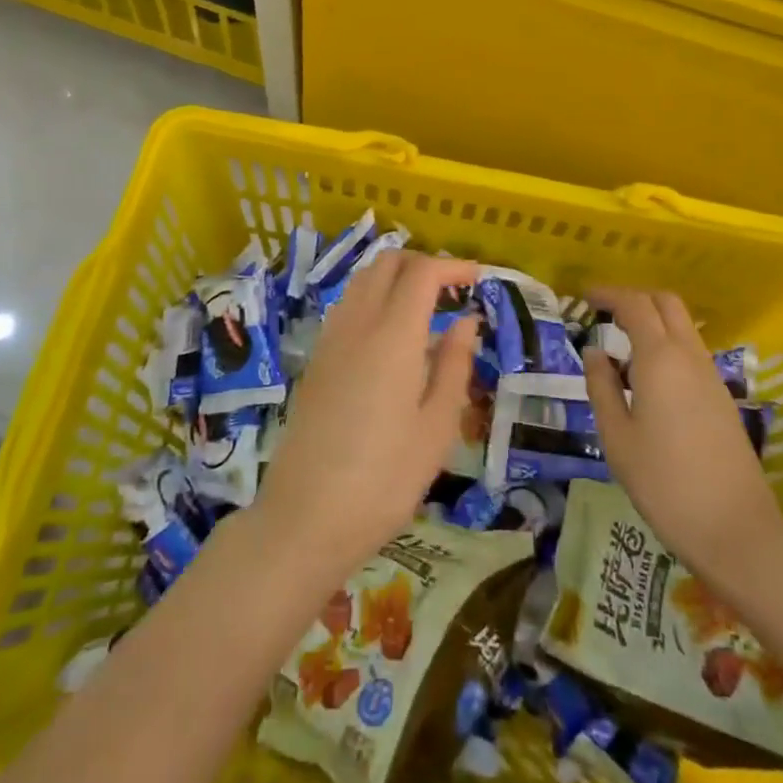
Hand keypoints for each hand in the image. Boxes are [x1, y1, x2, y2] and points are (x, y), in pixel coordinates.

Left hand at [254, 250, 478, 577]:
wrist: (304, 519)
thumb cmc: (384, 480)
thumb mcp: (436, 428)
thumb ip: (454, 365)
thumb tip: (466, 321)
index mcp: (392, 335)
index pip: (422, 272)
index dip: (452, 266)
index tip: (478, 278)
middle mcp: (357, 323)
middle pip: (387, 263)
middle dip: (422, 263)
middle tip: (452, 289)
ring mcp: (330, 339)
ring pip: (363, 280)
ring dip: (395, 278)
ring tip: (425, 308)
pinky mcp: (316, 359)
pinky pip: (348, 306)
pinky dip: (373, 298)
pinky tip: (390, 336)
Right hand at [583, 287, 782, 580]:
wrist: (736, 529)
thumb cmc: (665, 483)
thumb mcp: (617, 438)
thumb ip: (602, 388)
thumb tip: (594, 353)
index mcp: (660, 359)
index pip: (634, 305)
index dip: (609, 294)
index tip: (585, 296)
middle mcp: (689, 356)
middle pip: (665, 303)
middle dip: (635, 298)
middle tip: (605, 312)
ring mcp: (711, 376)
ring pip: (682, 326)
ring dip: (653, 321)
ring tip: (622, 345)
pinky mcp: (722, 397)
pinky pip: (691, 351)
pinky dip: (667, 344)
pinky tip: (648, 377)